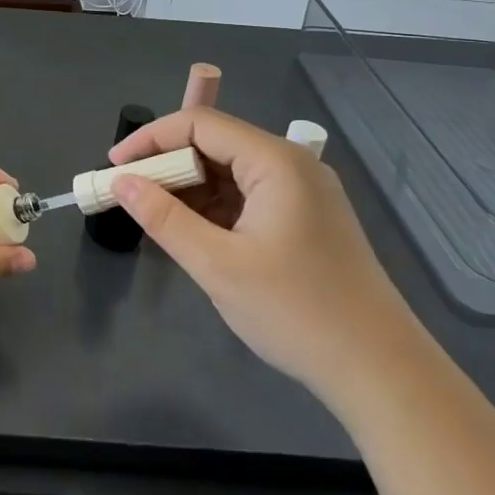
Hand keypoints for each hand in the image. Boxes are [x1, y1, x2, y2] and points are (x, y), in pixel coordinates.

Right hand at [109, 108, 417, 393]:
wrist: (380, 370)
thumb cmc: (295, 311)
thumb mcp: (217, 265)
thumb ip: (164, 218)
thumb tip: (121, 183)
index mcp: (276, 161)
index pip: (199, 124)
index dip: (150, 139)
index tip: (114, 167)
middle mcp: (292, 164)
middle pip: (216, 143)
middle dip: (167, 165)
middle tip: (129, 195)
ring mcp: (304, 192)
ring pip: (230, 171)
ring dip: (189, 188)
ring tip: (153, 216)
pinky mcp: (307, 218)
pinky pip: (248, 196)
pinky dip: (214, 207)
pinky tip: (192, 231)